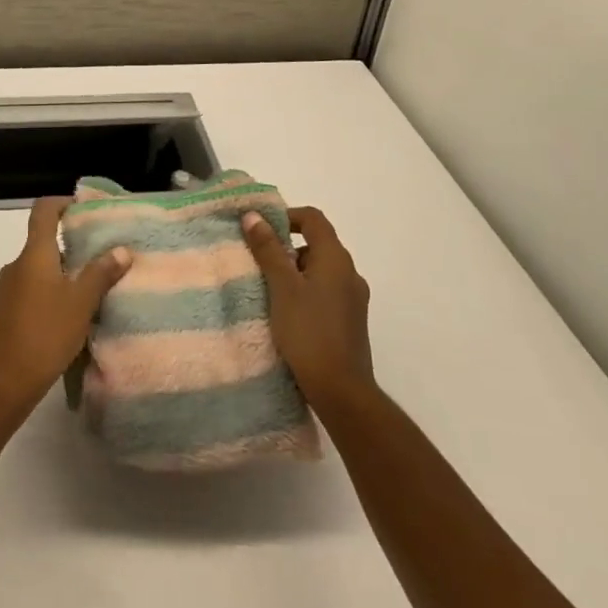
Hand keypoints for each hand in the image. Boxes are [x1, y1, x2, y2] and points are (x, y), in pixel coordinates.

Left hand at [0, 197, 131, 422]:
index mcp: (33, 255)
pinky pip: (29, 292)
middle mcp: (15, 266)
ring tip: (88, 292)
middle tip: (100, 259)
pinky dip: (48, 295)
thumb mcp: (81, 304)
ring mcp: (4, 291)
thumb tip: (121, 249)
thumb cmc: (44, 336)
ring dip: (61, 275)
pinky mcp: (1, 315)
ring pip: (37, 271)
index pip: (43, 211)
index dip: (62, 203)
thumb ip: (101, 274)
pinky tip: (65, 319)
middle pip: (42, 243)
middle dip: (71, 247)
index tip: (84, 209)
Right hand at [242, 206, 374, 411]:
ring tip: (269, 290)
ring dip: (295, 271)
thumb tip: (253, 216)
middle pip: (317, 243)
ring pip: (321, 270)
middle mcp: (350, 273)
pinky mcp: (351, 321)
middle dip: (287, 247)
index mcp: (336, 258)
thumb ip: (268, 250)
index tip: (261, 230)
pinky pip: (326, 292)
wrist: (341, 390)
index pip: (313, 218)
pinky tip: (287, 313)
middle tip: (259, 262)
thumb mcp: (282, 287)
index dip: (287, 216)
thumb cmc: (308, 332)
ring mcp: (354, 298)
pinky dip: (305, 291)